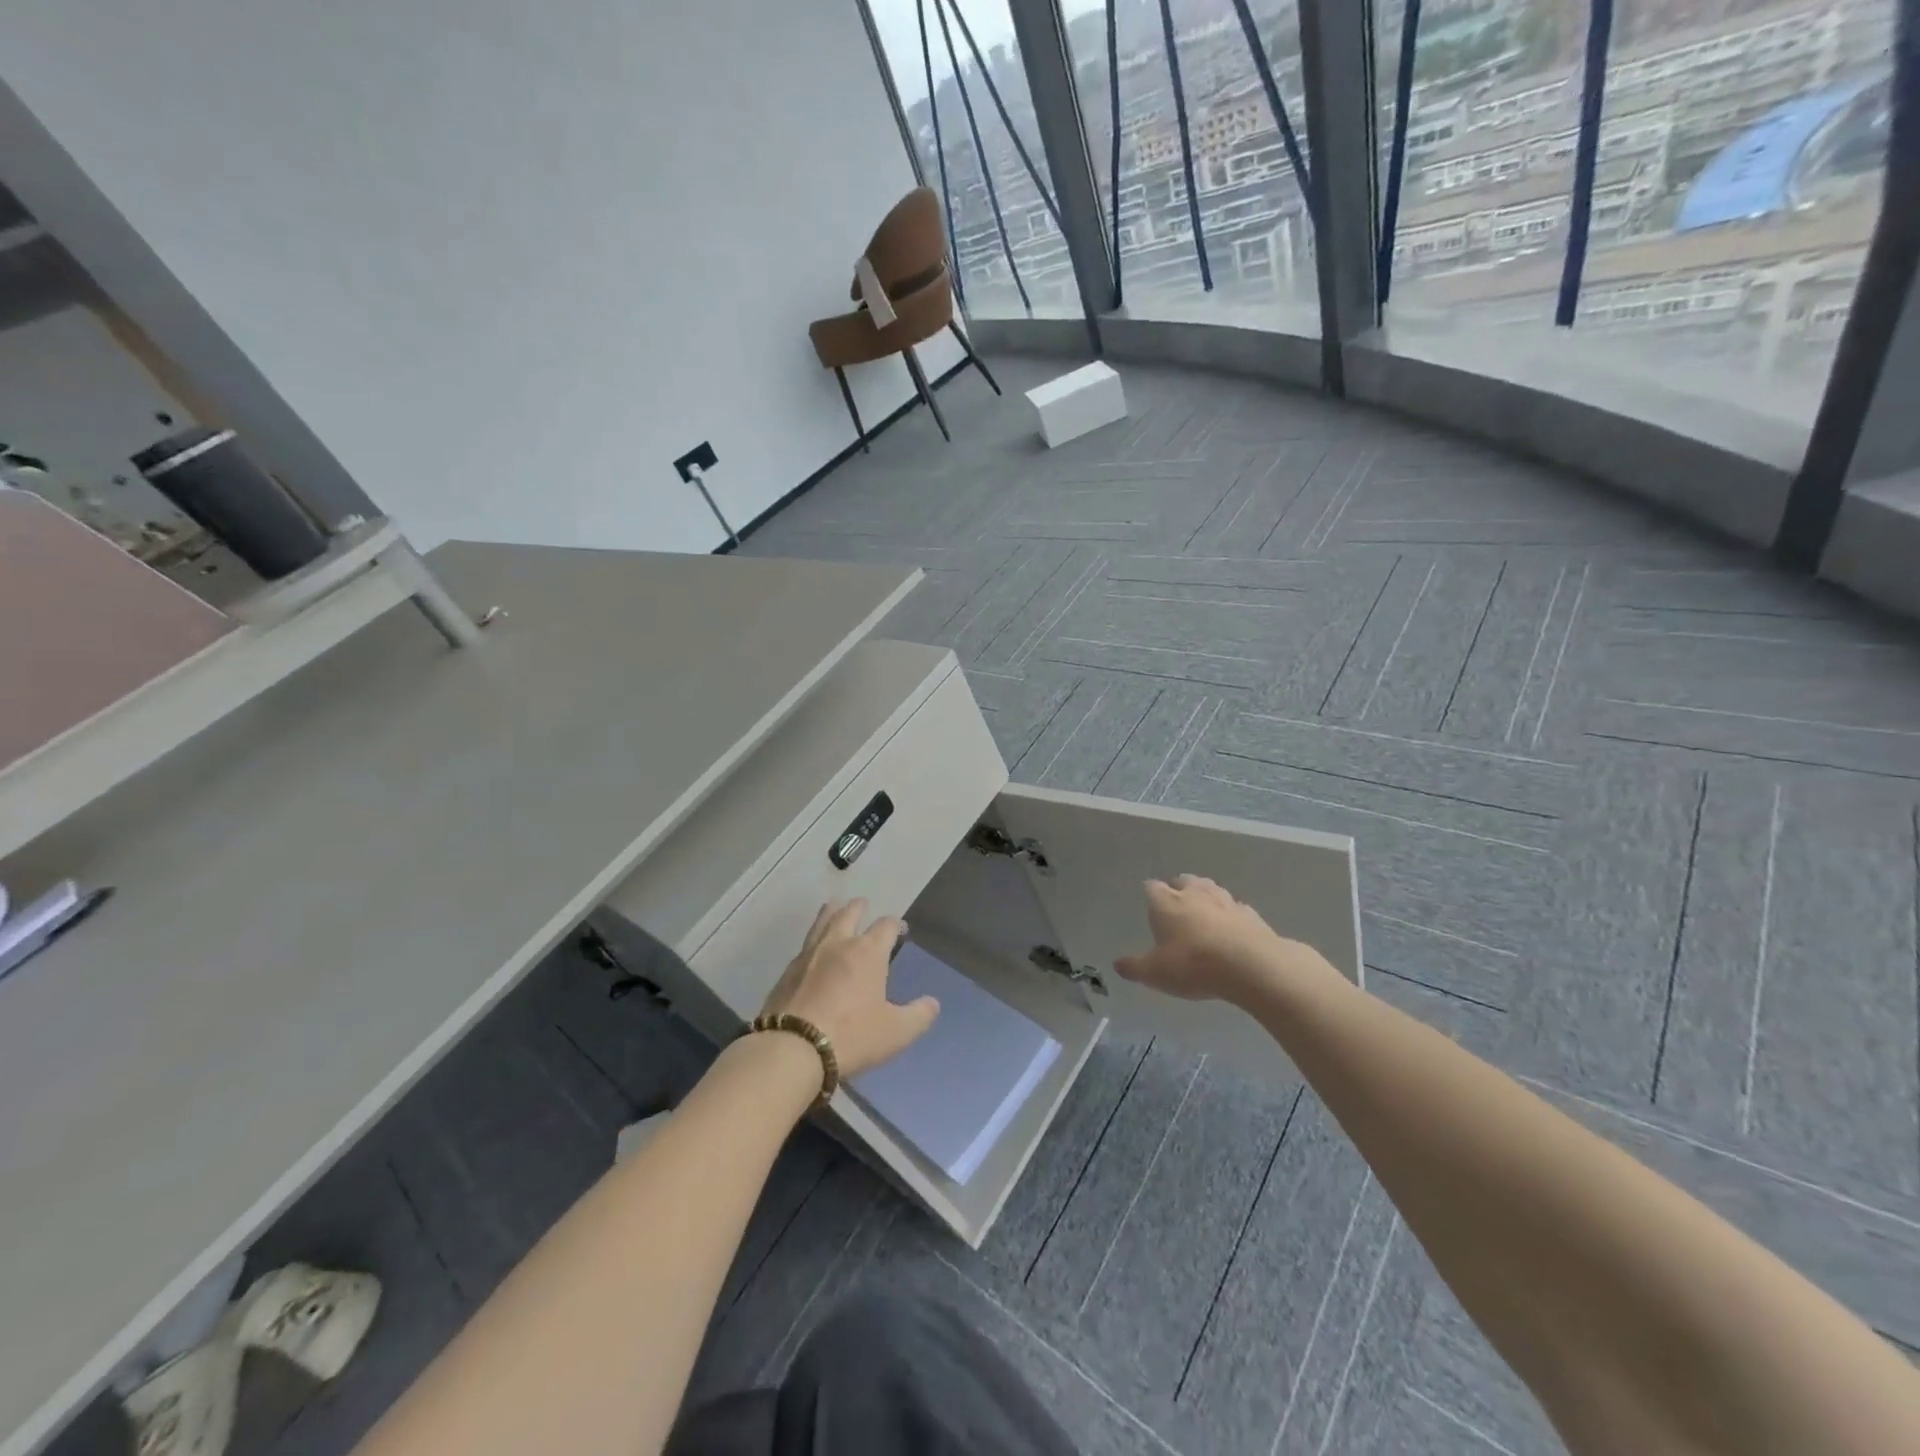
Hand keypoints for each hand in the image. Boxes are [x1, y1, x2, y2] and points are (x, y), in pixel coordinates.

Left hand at [761, 900, 938, 1077]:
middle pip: (848, 914)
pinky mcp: (786, 973)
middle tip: (862, 903)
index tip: (899, 929)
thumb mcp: (896, 1032)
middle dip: (858, 907)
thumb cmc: (851, 1036)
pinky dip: (812, 941)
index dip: (895, 925)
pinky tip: (811, 949)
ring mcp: (808, 956)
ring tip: (833, 905)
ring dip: (830, 912)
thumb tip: (932, 1003)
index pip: (885, 927)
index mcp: (867, 953)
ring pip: (821, 923)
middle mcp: (837, 945)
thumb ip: (918, 1016)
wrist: (792, 1049)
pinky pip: (803, 948)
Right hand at [1113, 874, 1334, 1006]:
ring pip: (1211, 888)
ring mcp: (1224, 901)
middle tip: (1176, 902)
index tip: (1149, 901)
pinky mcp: (1250, 914)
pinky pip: (1236, 907)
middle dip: (1178, 888)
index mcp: (1166, 903)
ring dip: (1205, 895)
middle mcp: (1194, 894)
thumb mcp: (1155, 973)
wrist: (1249, 965)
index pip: (1152, 887)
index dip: (1150, 894)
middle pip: (1183, 880)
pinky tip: (1231, 926)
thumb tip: (1117, 964)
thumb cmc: (1192, 965)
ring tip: (1203, 909)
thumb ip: (1135, 967)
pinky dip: (1231, 913)